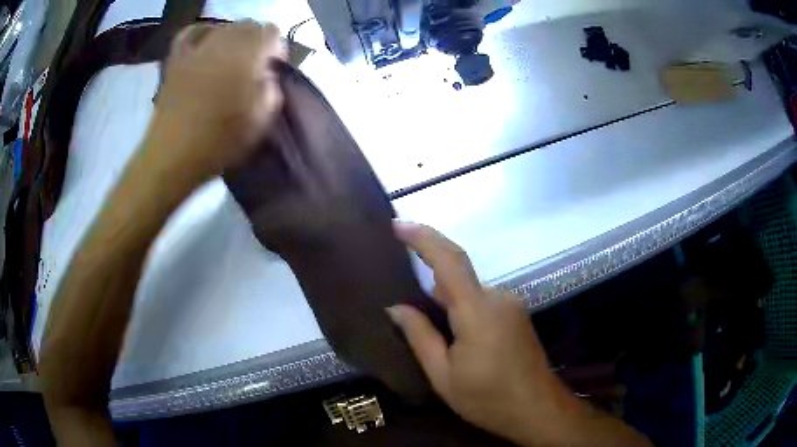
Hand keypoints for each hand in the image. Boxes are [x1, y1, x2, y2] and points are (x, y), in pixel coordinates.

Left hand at [146, 21, 284, 182]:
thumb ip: (272, 88)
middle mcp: (223, 43)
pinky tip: (205, 45)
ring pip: (223, 28)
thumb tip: (267, 72)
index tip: (272, 69)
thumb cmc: (218, 142)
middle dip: (256, 42)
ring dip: (232, 39)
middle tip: (252, 67)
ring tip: (229, 61)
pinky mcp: (176, 59)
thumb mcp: (261, 120)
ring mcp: (196, 49)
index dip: (276, 49)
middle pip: (248, 26)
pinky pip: (191, 33)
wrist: (172, 157)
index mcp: (247, 56)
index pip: (272, 33)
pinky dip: (202, 33)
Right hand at [387, 223, 651, 446]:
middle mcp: (498, 297)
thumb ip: (420, 336)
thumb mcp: (443, 375)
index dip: (423, 237)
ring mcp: (511, 304)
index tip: (397, 225)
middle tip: (410, 313)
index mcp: (478, 311)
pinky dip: (464, 309)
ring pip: (469, 291)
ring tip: (438, 338)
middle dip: (431, 286)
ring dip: (448, 302)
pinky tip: (459, 340)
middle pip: (457, 276)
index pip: (449, 260)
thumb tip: (395, 307)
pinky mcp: (517, 313)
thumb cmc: (488, 398)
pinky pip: (482, 300)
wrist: (537, 409)